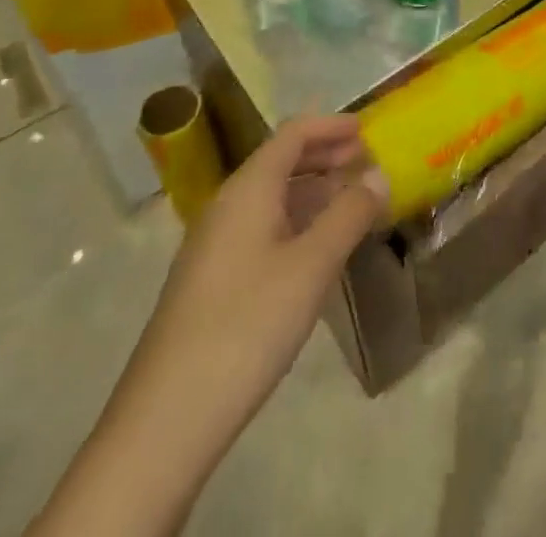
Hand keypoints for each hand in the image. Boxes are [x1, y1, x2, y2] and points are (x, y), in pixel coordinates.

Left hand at [146, 114, 386, 419]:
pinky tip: (316, 249)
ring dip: (312, 191)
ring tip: (351, 204)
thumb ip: (349, 214)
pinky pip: (261, 227)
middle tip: (366, 164)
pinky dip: (295, 221)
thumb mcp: (312, 266)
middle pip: (280, 161)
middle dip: (324, 156)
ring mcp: (214, 244)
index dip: (331, 126)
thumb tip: (378, 175)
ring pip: (271, 197)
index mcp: (248, 189)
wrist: (166, 419)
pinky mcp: (211, 279)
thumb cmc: (247, 325)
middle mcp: (227, 205)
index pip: (292, 133)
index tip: (368, 131)